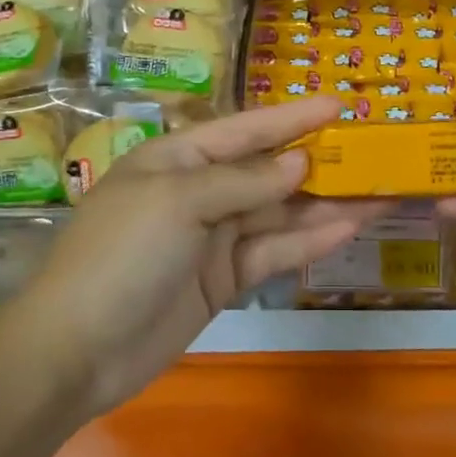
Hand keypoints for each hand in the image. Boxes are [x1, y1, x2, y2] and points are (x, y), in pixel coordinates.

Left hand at [21, 97, 384, 412]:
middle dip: (317, 162)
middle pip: (268, 171)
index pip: (245, 129)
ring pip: (278, 214)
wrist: (76, 351)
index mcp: (178, 157)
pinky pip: (273, 253)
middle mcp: (199, 190)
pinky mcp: (224, 279)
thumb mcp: (179, 202)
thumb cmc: (122, 255)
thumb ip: (243, 182)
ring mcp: (213, 237)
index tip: (338, 105)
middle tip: (373, 153)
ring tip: (378, 193)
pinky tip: (348, 229)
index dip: (292, 117)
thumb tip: (299, 163)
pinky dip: (308, 242)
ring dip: (325, 205)